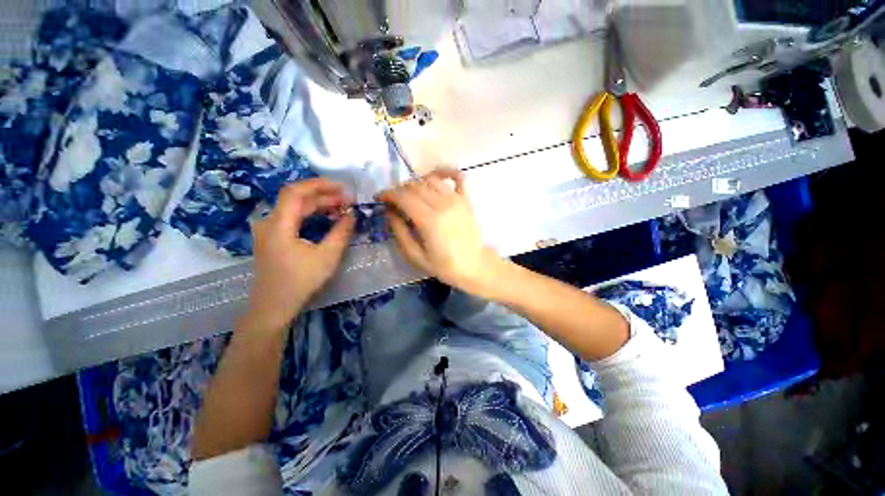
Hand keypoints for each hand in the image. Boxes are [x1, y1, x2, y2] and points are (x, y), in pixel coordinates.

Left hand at [243, 179, 354, 332]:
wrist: (273, 307)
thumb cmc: (300, 282)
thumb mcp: (327, 257)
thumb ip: (341, 232)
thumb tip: (352, 215)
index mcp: (279, 224)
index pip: (296, 192)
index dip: (320, 185)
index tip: (342, 187)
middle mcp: (269, 222)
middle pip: (296, 199)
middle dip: (323, 196)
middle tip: (348, 201)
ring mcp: (268, 230)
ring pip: (294, 209)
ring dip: (318, 205)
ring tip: (341, 208)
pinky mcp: (272, 238)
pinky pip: (292, 219)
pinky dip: (310, 215)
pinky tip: (325, 219)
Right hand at [378, 170, 501, 296]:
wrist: (474, 266)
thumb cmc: (444, 265)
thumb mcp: (415, 256)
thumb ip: (399, 231)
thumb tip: (389, 211)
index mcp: (429, 220)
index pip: (403, 197)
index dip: (388, 194)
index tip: (379, 198)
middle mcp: (443, 204)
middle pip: (415, 186)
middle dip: (399, 190)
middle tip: (394, 201)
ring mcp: (457, 200)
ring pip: (431, 180)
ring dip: (416, 183)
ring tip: (411, 195)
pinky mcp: (466, 200)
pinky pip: (458, 177)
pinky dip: (446, 172)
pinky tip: (435, 176)